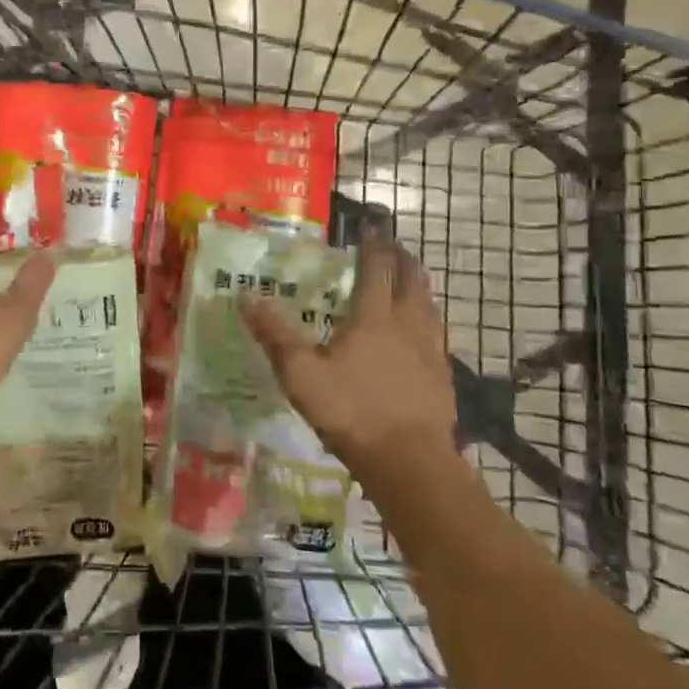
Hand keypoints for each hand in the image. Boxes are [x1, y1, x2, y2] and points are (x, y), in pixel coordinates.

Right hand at [240, 231, 459, 479]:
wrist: (409, 462)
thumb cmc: (351, 411)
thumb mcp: (300, 373)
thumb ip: (274, 334)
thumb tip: (246, 296)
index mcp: (374, 317)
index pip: (377, 269)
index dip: (375, 245)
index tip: (372, 227)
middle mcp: (408, 325)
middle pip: (413, 280)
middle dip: (403, 259)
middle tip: (393, 248)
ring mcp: (431, 351)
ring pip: (430, 306)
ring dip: (419, 288)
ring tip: (409, 283)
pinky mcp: (443, 377)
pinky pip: (437, 336)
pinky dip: (427, 321)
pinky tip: (420, 336)